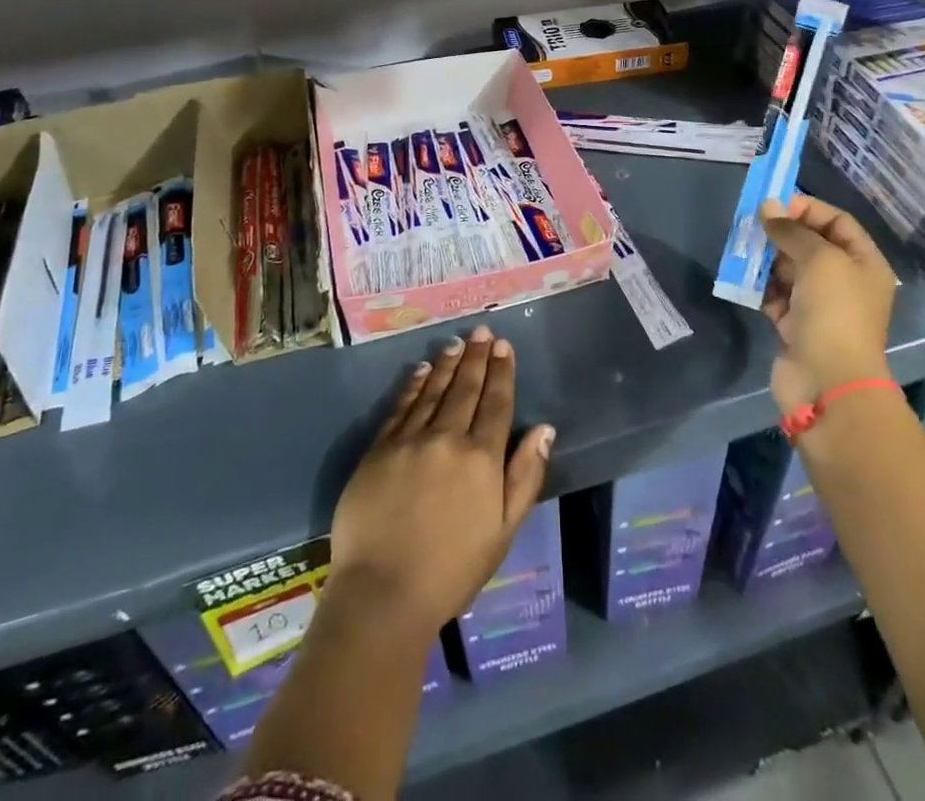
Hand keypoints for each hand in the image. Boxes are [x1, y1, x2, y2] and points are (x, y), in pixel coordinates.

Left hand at [328, 326, 554, 635]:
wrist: (383, 592)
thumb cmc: (452, 570)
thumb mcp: (503, 531)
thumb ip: (525, 476)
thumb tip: (544, 429)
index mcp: (482, 458)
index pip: (496, 403)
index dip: (502, 372)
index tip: (504, 346)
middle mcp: (447, 437)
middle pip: (466, 388)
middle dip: (477, 357)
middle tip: (482, 331)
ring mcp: (410, 440)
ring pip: (433, 390)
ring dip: (448, 364)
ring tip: (457, 343)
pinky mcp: (380, 448)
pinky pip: (401, 406)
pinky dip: (414, 384)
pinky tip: (421, 370)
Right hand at [760, 195, 897, 413]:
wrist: (828, 382)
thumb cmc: (834, 312)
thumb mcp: (819, 259)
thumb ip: (792, 230)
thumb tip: (768, 207)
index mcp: (864, 263)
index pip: (837, 222)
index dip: (807, 208)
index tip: (774, 205)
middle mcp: (845, 281)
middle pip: (810, 245)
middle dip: (781, 234)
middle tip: (751, 226)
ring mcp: (820, 306)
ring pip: (788, 270)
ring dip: (766, 259)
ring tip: (742, 252)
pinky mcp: (796, 327)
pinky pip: (776, 296)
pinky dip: (760, 288)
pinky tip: (744, 282)